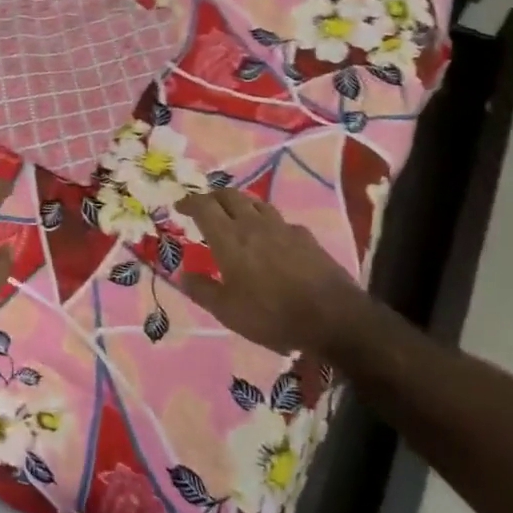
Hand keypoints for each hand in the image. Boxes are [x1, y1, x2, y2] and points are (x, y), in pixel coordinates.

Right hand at [176, 189, 367, 356]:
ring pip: (256, 202)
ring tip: (236, 215)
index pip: (204, 206)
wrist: (332, 317)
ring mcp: (282, 227)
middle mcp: (253, 224)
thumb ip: (202, 290)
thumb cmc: (272, 314)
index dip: (189, 202)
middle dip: (213, 197)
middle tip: (206, 207)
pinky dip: (268, 222)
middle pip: (230, 196)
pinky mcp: (305, 236)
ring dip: (241, 204)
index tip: (180, 206)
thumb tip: (182, 275)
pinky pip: (280, 220)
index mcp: (229, 238)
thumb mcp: (228, 311)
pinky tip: (272, 237)